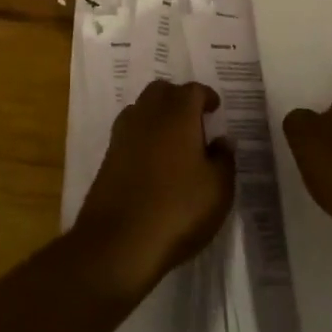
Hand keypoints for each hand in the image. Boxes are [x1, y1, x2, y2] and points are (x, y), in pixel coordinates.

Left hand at [71, 80, 233, 300]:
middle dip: (178, 98)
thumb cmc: (178, 210)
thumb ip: (223, 159)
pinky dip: (143, 136)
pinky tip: (154, 160)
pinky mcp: (108, 157)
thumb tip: (223, 140)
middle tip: (195, 119)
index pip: (192, 90)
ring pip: (141, 108)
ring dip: (158, 115)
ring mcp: (123, 135)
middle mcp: (147, 116)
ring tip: (174, 139)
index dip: (206, 96)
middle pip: (161, 91)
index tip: (215, 109)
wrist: (119, 241)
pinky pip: (129, 132)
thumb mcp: (218, 189)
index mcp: (177, 115)